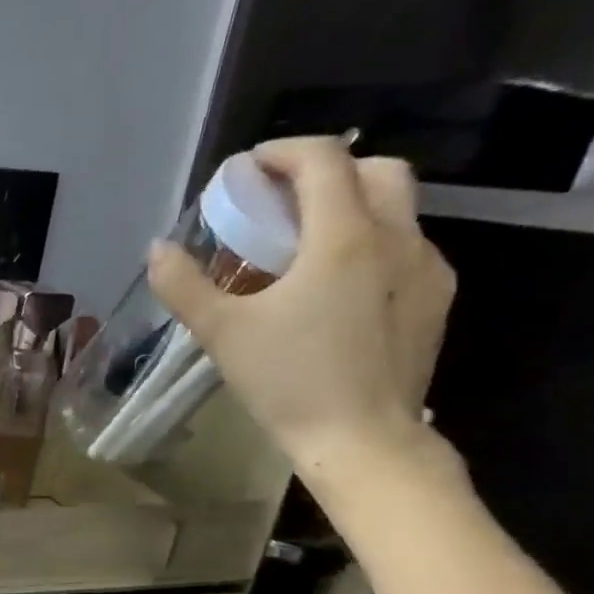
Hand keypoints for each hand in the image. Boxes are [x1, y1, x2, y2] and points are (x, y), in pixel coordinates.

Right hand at [147, 137, 456, 489]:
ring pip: (397, 208)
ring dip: (350, 206)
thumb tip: (157, 249)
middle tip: (280, 202)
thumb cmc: (289, 381)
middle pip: (376, 169)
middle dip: (326, 171)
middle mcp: (397, 238)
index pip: (324, 160)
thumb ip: (184, 285)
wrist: (363, 440)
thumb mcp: (221, 332)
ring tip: (304, 245)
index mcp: (344, 237)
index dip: (282, 153)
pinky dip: (370, 242)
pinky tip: (336, 286)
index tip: (247, 171)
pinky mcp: (435, 299)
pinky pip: (406, 247)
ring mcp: (427, 268)